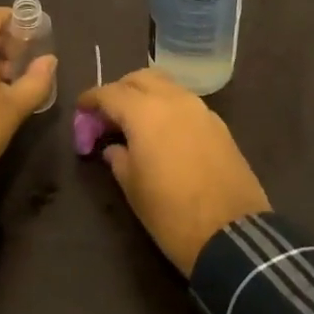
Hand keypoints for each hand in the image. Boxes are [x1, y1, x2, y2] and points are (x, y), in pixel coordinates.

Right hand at [77, 68, 270, 274]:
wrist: (232, 235)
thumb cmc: (171, 213)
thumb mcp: (133, 189)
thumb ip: (118, 159)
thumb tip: (113, 147)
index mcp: (145, 112)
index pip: (110, 93)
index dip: (91, 100)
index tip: (81, 112)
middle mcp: (174, 100)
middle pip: (140, 78)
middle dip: (120, 90)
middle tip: (109, 115)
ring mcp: (200, 110)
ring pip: (166, 86)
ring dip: (147, 95)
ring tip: (136, 123)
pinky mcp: (219, 125)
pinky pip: (186, 104)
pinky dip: (169, 108)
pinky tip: (164, 134)